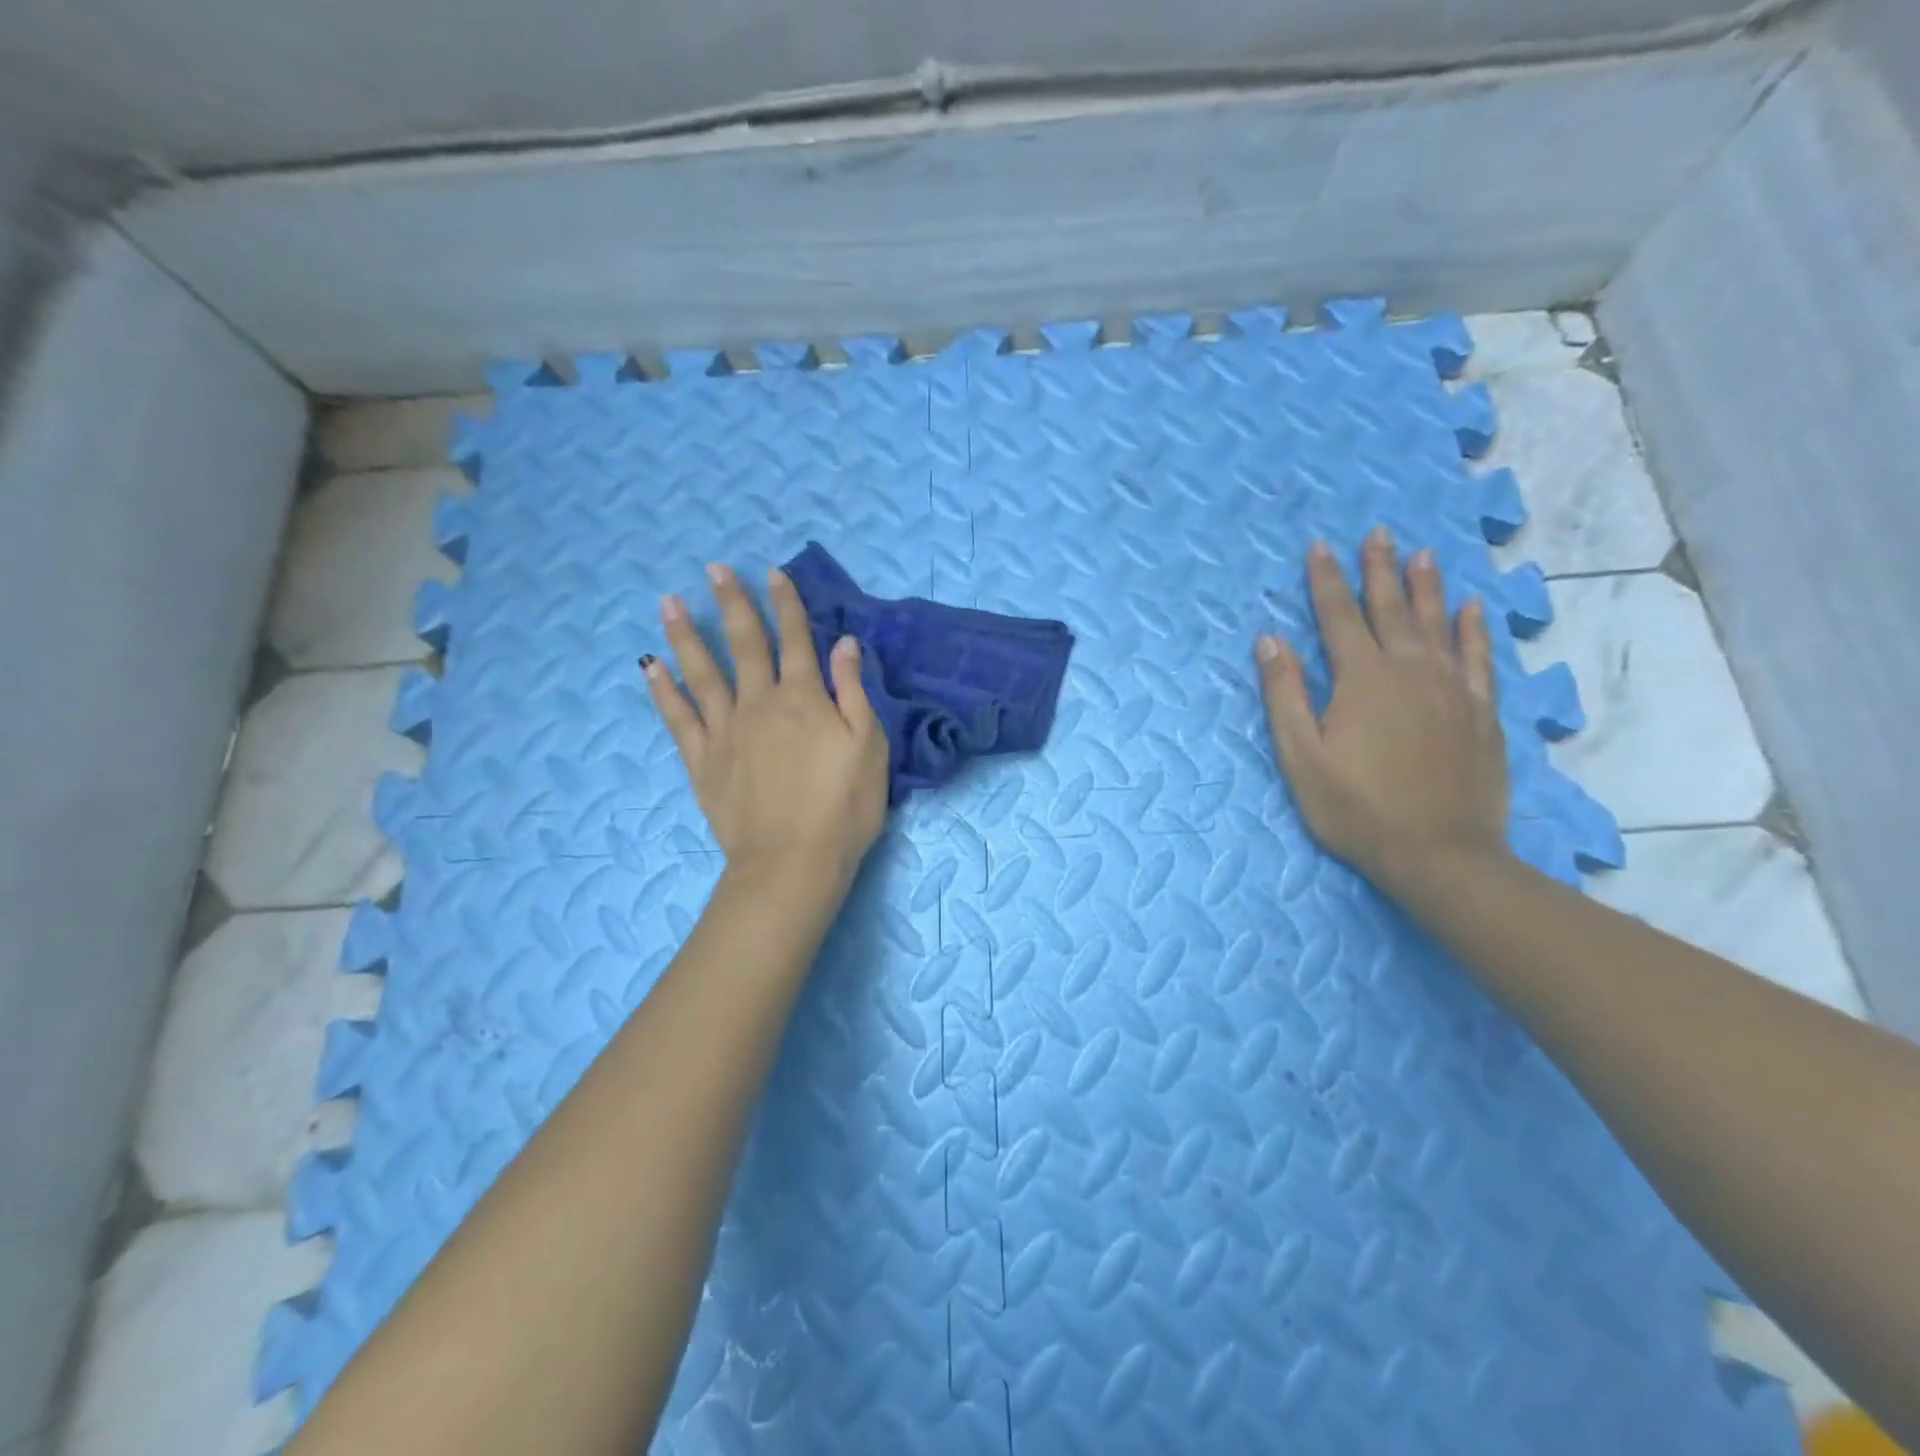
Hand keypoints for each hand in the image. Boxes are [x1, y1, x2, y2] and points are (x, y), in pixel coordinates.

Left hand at [644, 563, 888, 900]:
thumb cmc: (844, 807)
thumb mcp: (869, 747)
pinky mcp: (702, 761)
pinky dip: (664, 690)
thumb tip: (844, 643)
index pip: (796, 639)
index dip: (786, 604)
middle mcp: (760, 703)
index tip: (772, 573)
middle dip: (732, 603)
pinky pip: (678, 717)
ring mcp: (725, 730)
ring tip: (669, 602)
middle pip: (744, 644)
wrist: (793, 862)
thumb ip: (853, 692)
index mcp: (804, 698)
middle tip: (714, 569)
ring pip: (702, 672)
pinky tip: (651, 667)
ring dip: (686, 635)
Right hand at [1256, 528, 1510, 896]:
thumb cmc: (1355, 808)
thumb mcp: (1301, 756)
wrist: (1439, 853)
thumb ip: (1284, 694)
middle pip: (1390, 609)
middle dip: (1378, 570)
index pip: (1338, 616)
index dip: (1326, 581)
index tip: (1320, 546)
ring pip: (1437, 623)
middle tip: (1378, 533)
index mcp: (1361, 679)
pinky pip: (1478, 657)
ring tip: (1422, 554)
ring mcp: (1451, 689)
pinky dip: (1474, 630)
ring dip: (1427, 586)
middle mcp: (1409, 670)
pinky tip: (1472, 609)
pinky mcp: (1480, 711)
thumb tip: (1269, 640)